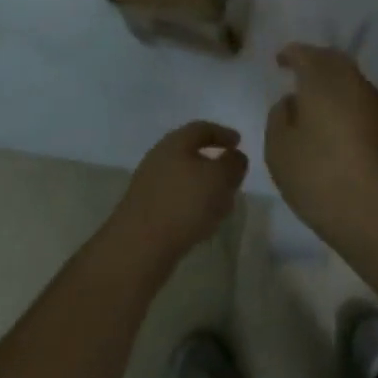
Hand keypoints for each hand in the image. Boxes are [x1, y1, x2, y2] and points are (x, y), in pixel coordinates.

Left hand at [105, 121, 248, 271]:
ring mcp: (149, 186)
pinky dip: (193, 206)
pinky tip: (203, 224)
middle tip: (232, 176)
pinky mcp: (146, 212)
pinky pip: (176, 201)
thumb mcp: (218, 179)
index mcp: (175, 143)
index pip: (201, 129)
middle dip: (214, 164)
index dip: (222, 134)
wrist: (138, 248)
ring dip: (205, 189)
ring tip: (223, 205)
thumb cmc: (183, 204)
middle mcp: (159, 158)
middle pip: (191, 154)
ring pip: (184, 180)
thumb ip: (233, 164)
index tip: (239, 142)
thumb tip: (236, 157)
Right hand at [266, 44, 377, 246]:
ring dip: (332, 83)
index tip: (279, 60)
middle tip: (298, 72)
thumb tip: (292, 102)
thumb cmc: (322, 178)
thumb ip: (279, 118)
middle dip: (315, 61)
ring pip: (351, 80)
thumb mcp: (280, 150)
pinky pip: (361, 102)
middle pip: (333, 60)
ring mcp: (376, 106)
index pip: (306, 54)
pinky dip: (345, 102)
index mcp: (323, 81)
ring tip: (314, 99)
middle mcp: (353, 84)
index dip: (291, 54)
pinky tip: (335, 123)